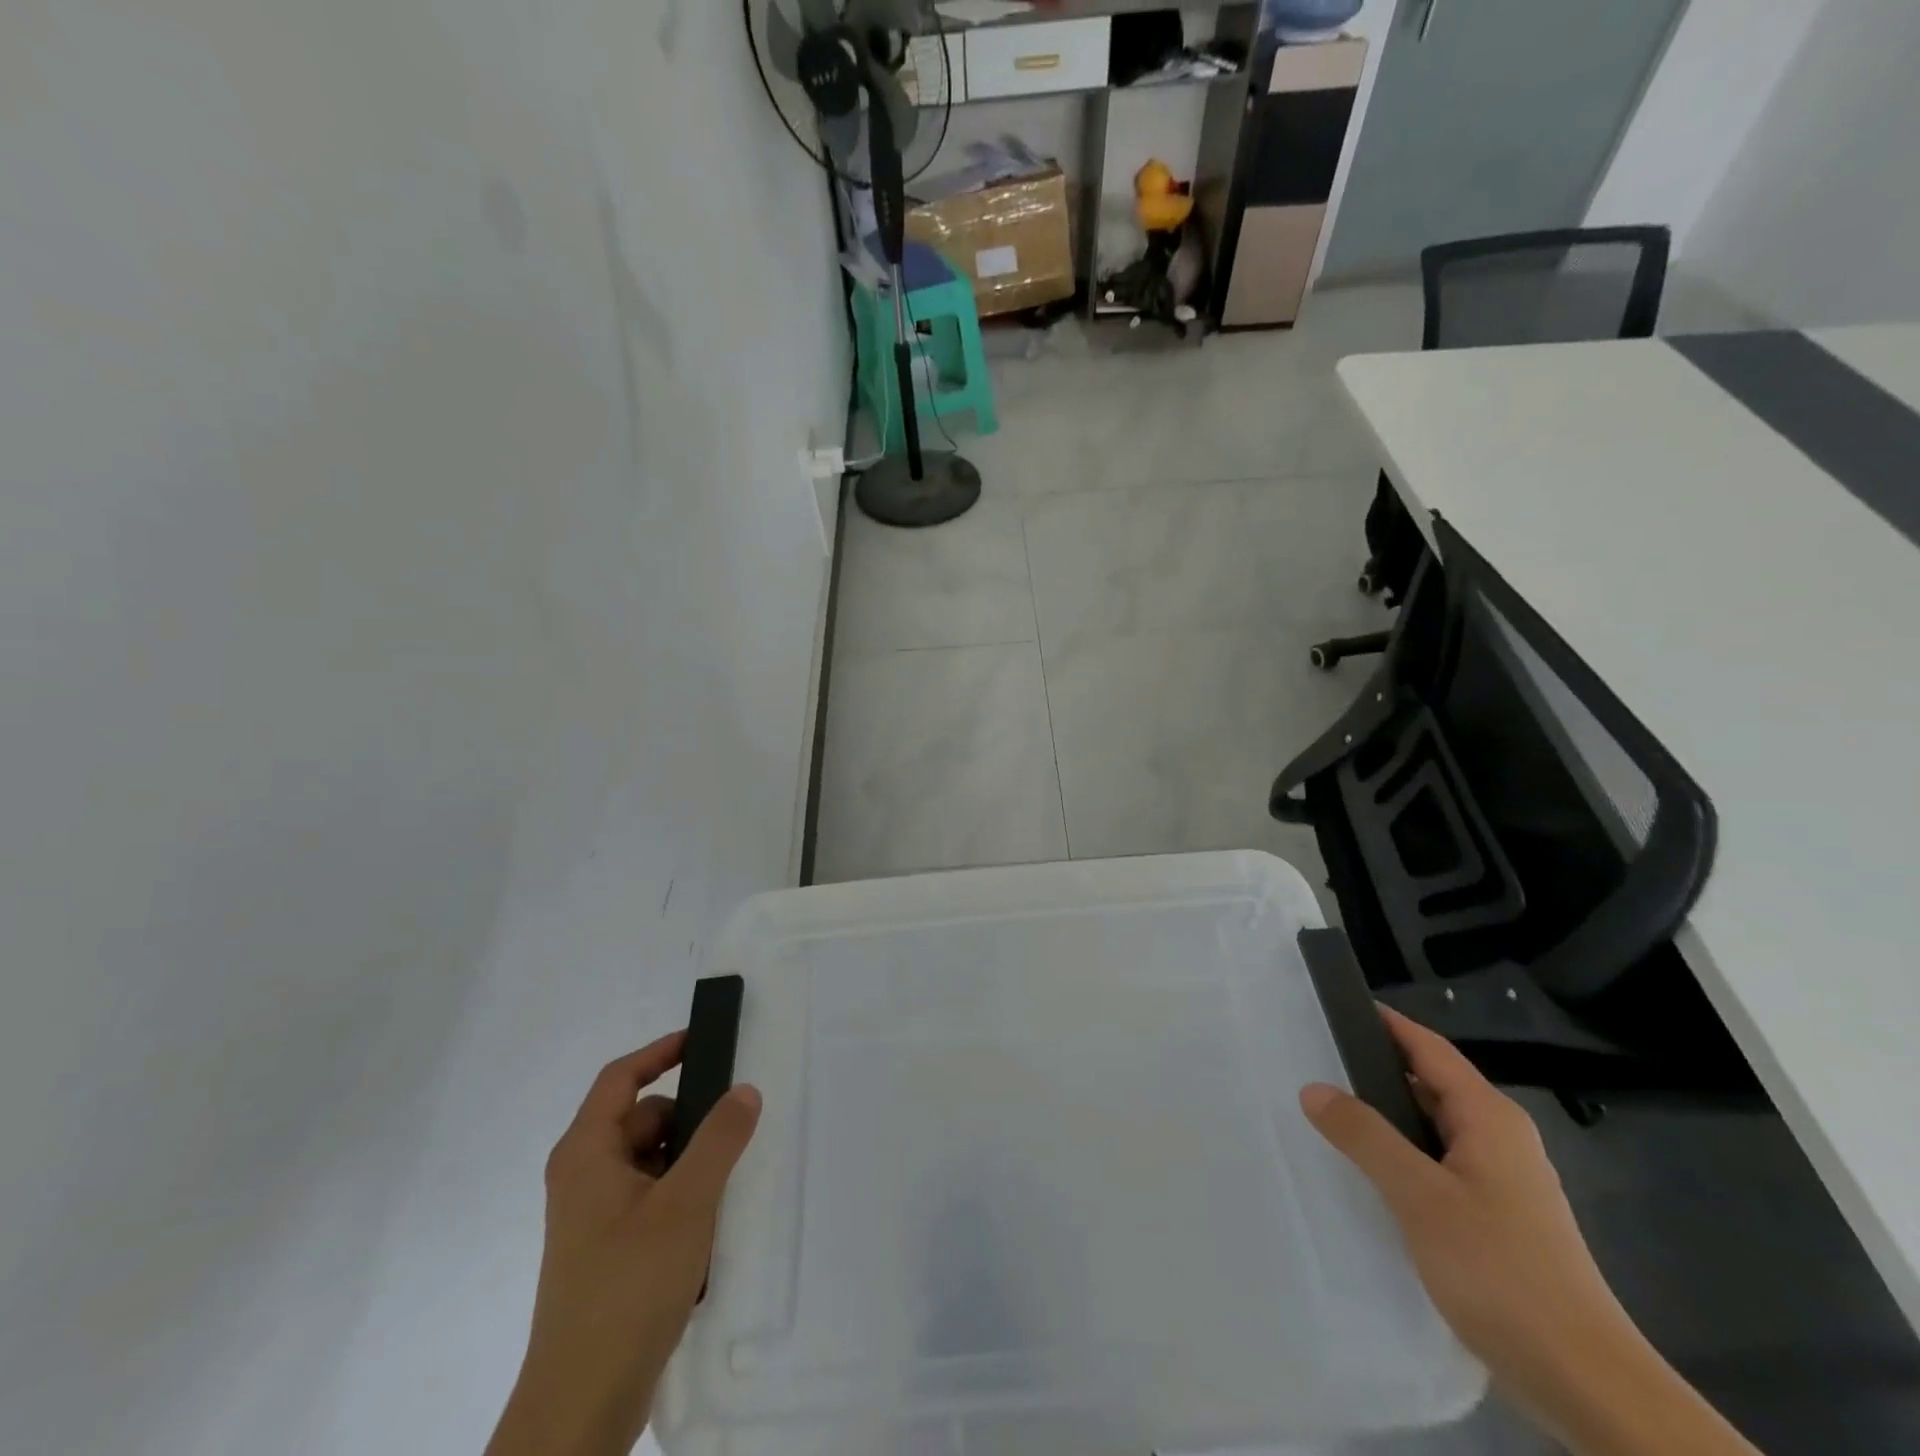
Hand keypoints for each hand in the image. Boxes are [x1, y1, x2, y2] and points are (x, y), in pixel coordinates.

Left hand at [487, 1033, 761, 1455]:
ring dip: (689, 1161)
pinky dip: (681, 1195)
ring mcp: (595, 1217)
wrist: (581, 1406)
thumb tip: (745, 1089)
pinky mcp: (609, 1250)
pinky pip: (651, 1197)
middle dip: (688, 1118)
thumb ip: (719, 1139)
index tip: (704, 1039)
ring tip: (728, 1182)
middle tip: (736, 1126)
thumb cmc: (627, 1287)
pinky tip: (711, 1223)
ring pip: (650, 1161)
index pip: (621, 1078)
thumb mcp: (685, 1203)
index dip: (660, 1051)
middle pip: (642, 1119)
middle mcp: (584, 1177)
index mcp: (586, 1153)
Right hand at [1299, 1008, 1639, 1417]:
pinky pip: (1440, 1163)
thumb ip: (1364, 1136)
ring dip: (1387, 1116)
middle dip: (1376, 1069)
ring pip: (1433, 1127)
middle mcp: (1500, 1137)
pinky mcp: (1499, 1217)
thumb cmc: (1502, 1271)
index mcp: (1488, 1117)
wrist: (1586, 1382)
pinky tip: (1370, 1173)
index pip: (1428, 1048)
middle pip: (1430, 1083)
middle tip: (1315, 1060)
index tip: (1336, 1008)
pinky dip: (1403, 1154)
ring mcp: (1503, 1180)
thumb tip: (1314, 1088)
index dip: (1385, 1023)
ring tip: (1330, 1112)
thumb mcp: (1420, 1197)